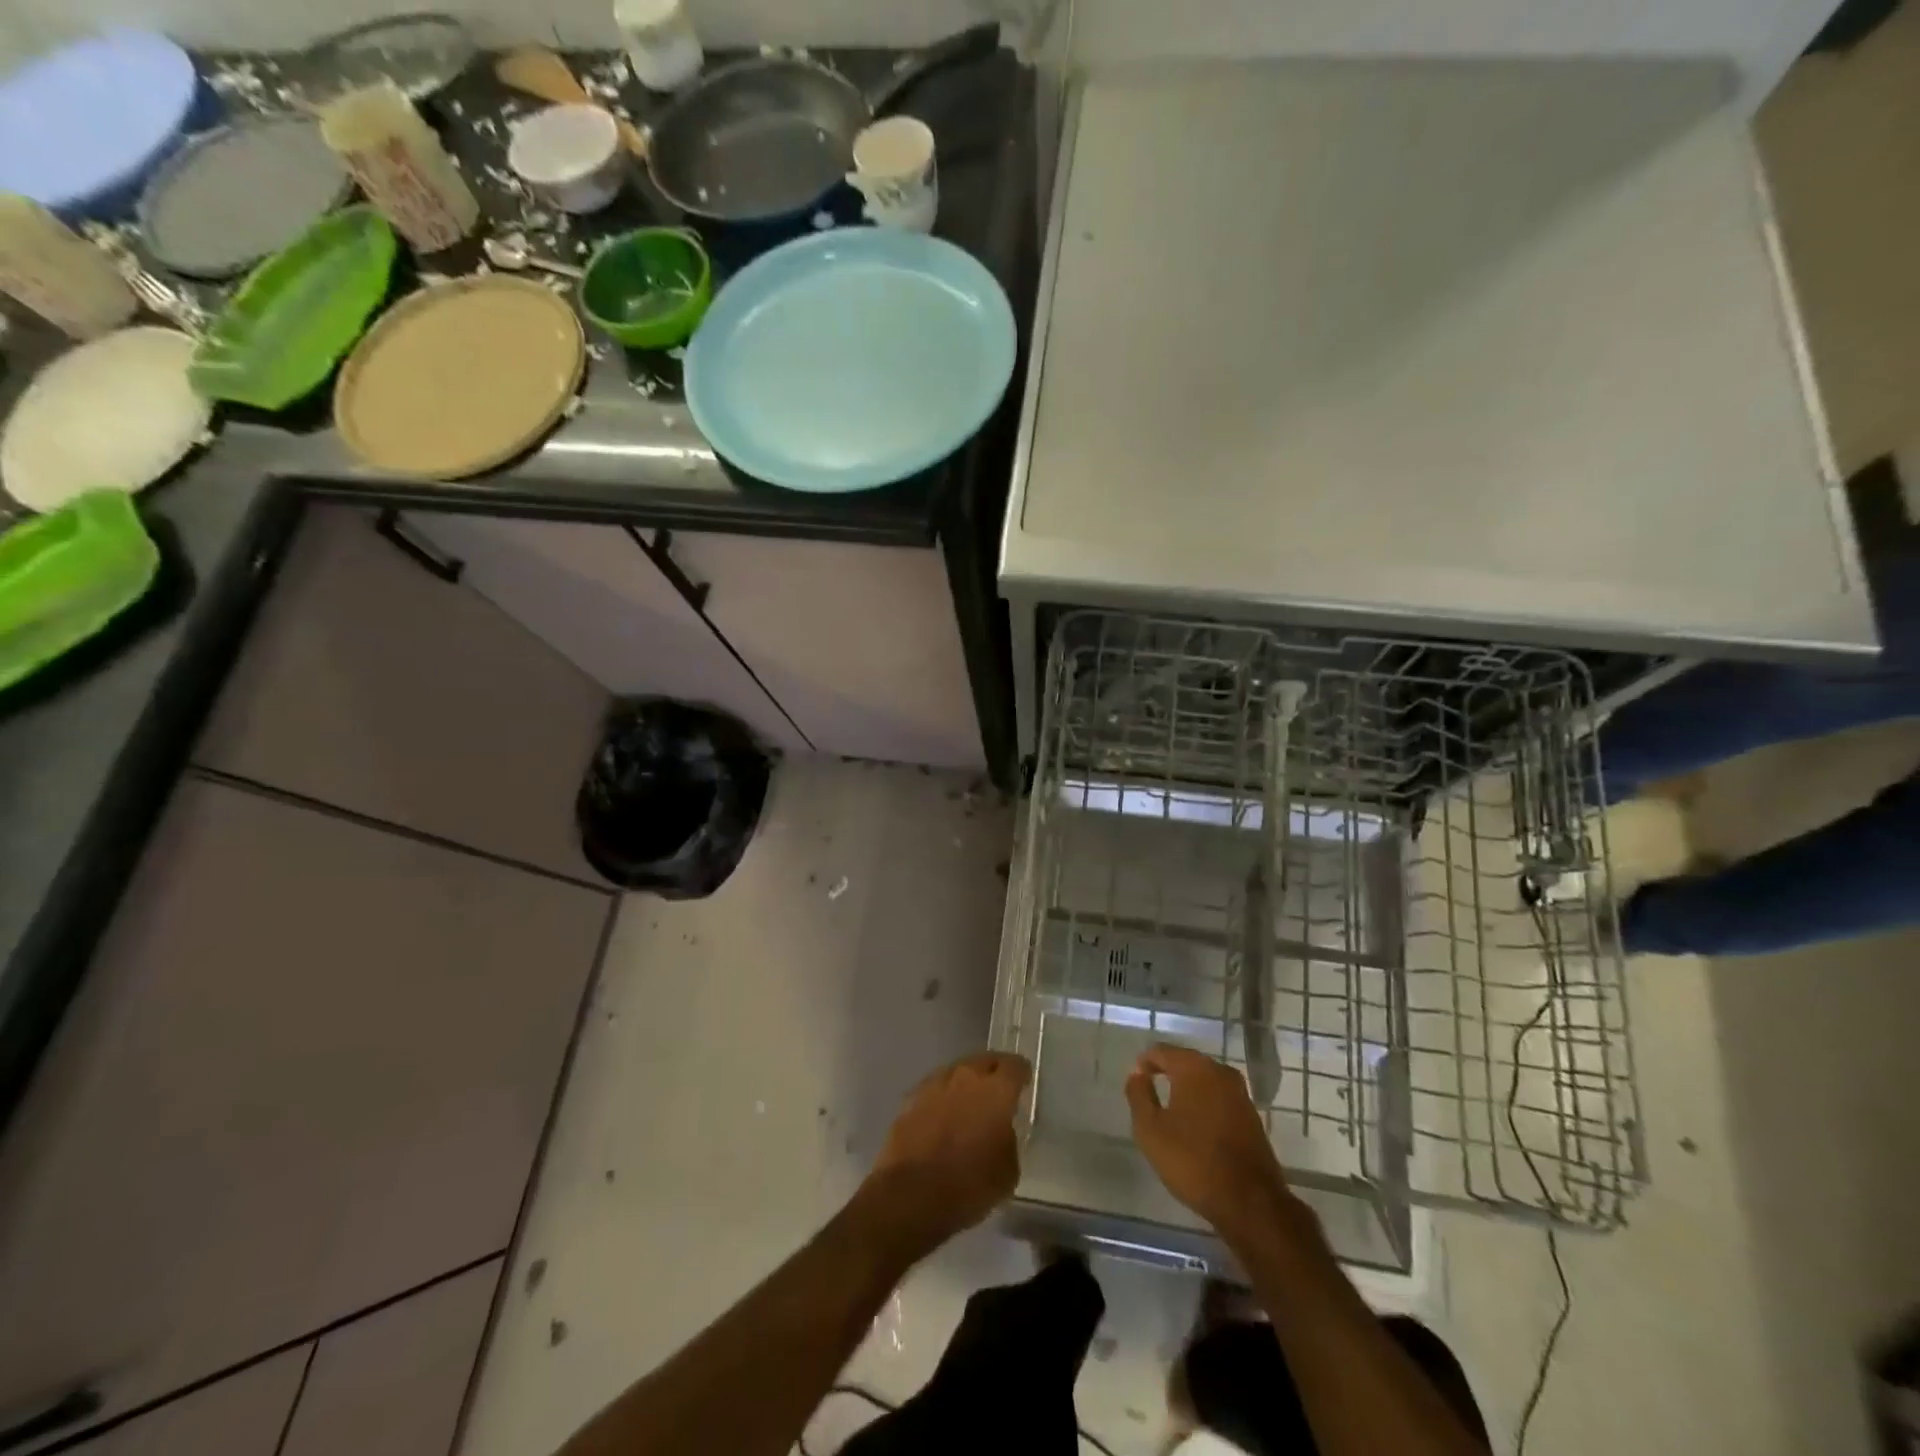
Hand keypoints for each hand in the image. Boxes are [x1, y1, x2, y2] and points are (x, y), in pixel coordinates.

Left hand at [861, 1052, 1029, 1259]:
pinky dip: (942, 1098)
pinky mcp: (910, 1099)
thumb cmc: (969, 1185)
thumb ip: (1008, 1139)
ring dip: (965, 1083)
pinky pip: (934, 1090)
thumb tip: (1000, 1131)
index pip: (1015, 1066)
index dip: (1022, 1073)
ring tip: (968, 1103)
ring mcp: (934, 1084)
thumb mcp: (1008, 1171)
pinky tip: (942, 1117)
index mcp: (996, 1090)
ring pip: (956, 1072)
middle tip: (998, 1090)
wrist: (912, 1195)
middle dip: (994, 1072)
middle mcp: (966, 1076)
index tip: (1024, 1083)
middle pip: (984, 1061)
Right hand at [1126, 1044, 1306, 1248]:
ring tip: (1171, 1110)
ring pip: (1205, 1080)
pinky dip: (1205, 1104)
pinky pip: (1219, 1098)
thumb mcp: (1150, 1129)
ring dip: (1187, 1090)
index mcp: (1194, 1067)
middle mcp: (1220, 1071)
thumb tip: (1137, 1074)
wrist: (1250, 1202)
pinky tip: (1196, 1126)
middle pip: (1186, 1062)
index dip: (1145, 1063)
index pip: (1162, 1051)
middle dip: (1167, 1073)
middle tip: (1150, 1093)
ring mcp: (1240, 1093)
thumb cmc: (1192, 1160)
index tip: (1135, 1081)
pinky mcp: (1252, 1116)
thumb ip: (1139, 1094)